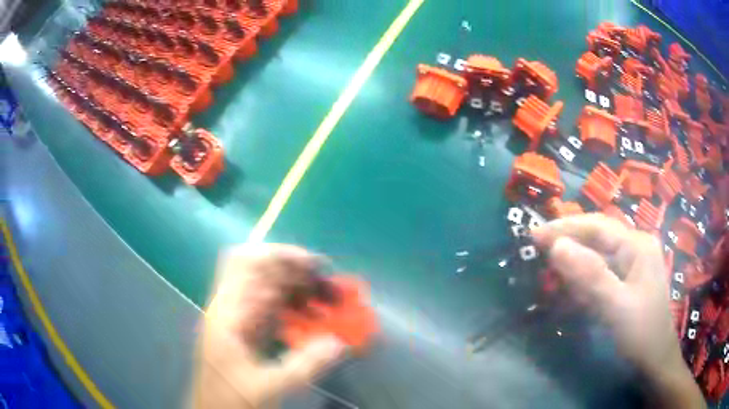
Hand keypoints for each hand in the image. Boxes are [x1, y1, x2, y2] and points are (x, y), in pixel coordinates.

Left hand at [193, 244, 345, 408]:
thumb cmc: (229, 399)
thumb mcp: (266, 386)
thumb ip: (303, 365)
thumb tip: (338, 342)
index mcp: (227, 313)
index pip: (246, 263)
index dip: (279, 255)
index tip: (312, 264)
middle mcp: (230, 308)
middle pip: (259, 272)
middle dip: (294, 272)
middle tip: (327, 284)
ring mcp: (238, 319)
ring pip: (268, 289)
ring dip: (296, 290)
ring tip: (326, 300)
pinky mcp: (247, 332)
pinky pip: (272, 310)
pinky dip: (293, 308)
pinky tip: (312, 318)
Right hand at [532, 214, 704, 407]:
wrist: (655, 360)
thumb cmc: (641, 333)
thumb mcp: (617, 306)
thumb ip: (590, 275)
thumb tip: (556, 246)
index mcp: (637, 245)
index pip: (597, 226)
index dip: (565, 227)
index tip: (534, 235)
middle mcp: (636, 247)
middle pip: (598, 236)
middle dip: (569, 240)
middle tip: (537, 247)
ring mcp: (633, 264)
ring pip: (598, 254)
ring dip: (574, 259)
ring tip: (550, 265)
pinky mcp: (628, 281)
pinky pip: (602, 271)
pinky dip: (584, 277)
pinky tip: (572, 286)